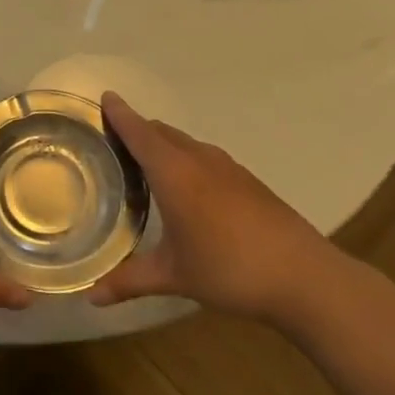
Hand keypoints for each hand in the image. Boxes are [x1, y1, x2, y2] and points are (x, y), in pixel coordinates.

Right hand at [88, 92, 336, 320]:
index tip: (105, 97)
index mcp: (174, 173)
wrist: (304, 277)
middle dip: (137, 129)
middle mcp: (199, 160)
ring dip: (163, 145)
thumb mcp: (174, 276)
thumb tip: (90, 297)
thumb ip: (129, 281)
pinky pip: (205, 157)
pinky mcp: (247, 181)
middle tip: (112, 140)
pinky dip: (185, 159)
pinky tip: (186, 188)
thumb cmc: (229, 269)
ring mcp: (228, 168)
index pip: (139, 133)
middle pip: (162, 132)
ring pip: (185, 144)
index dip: (120, 115)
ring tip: (143, 163)